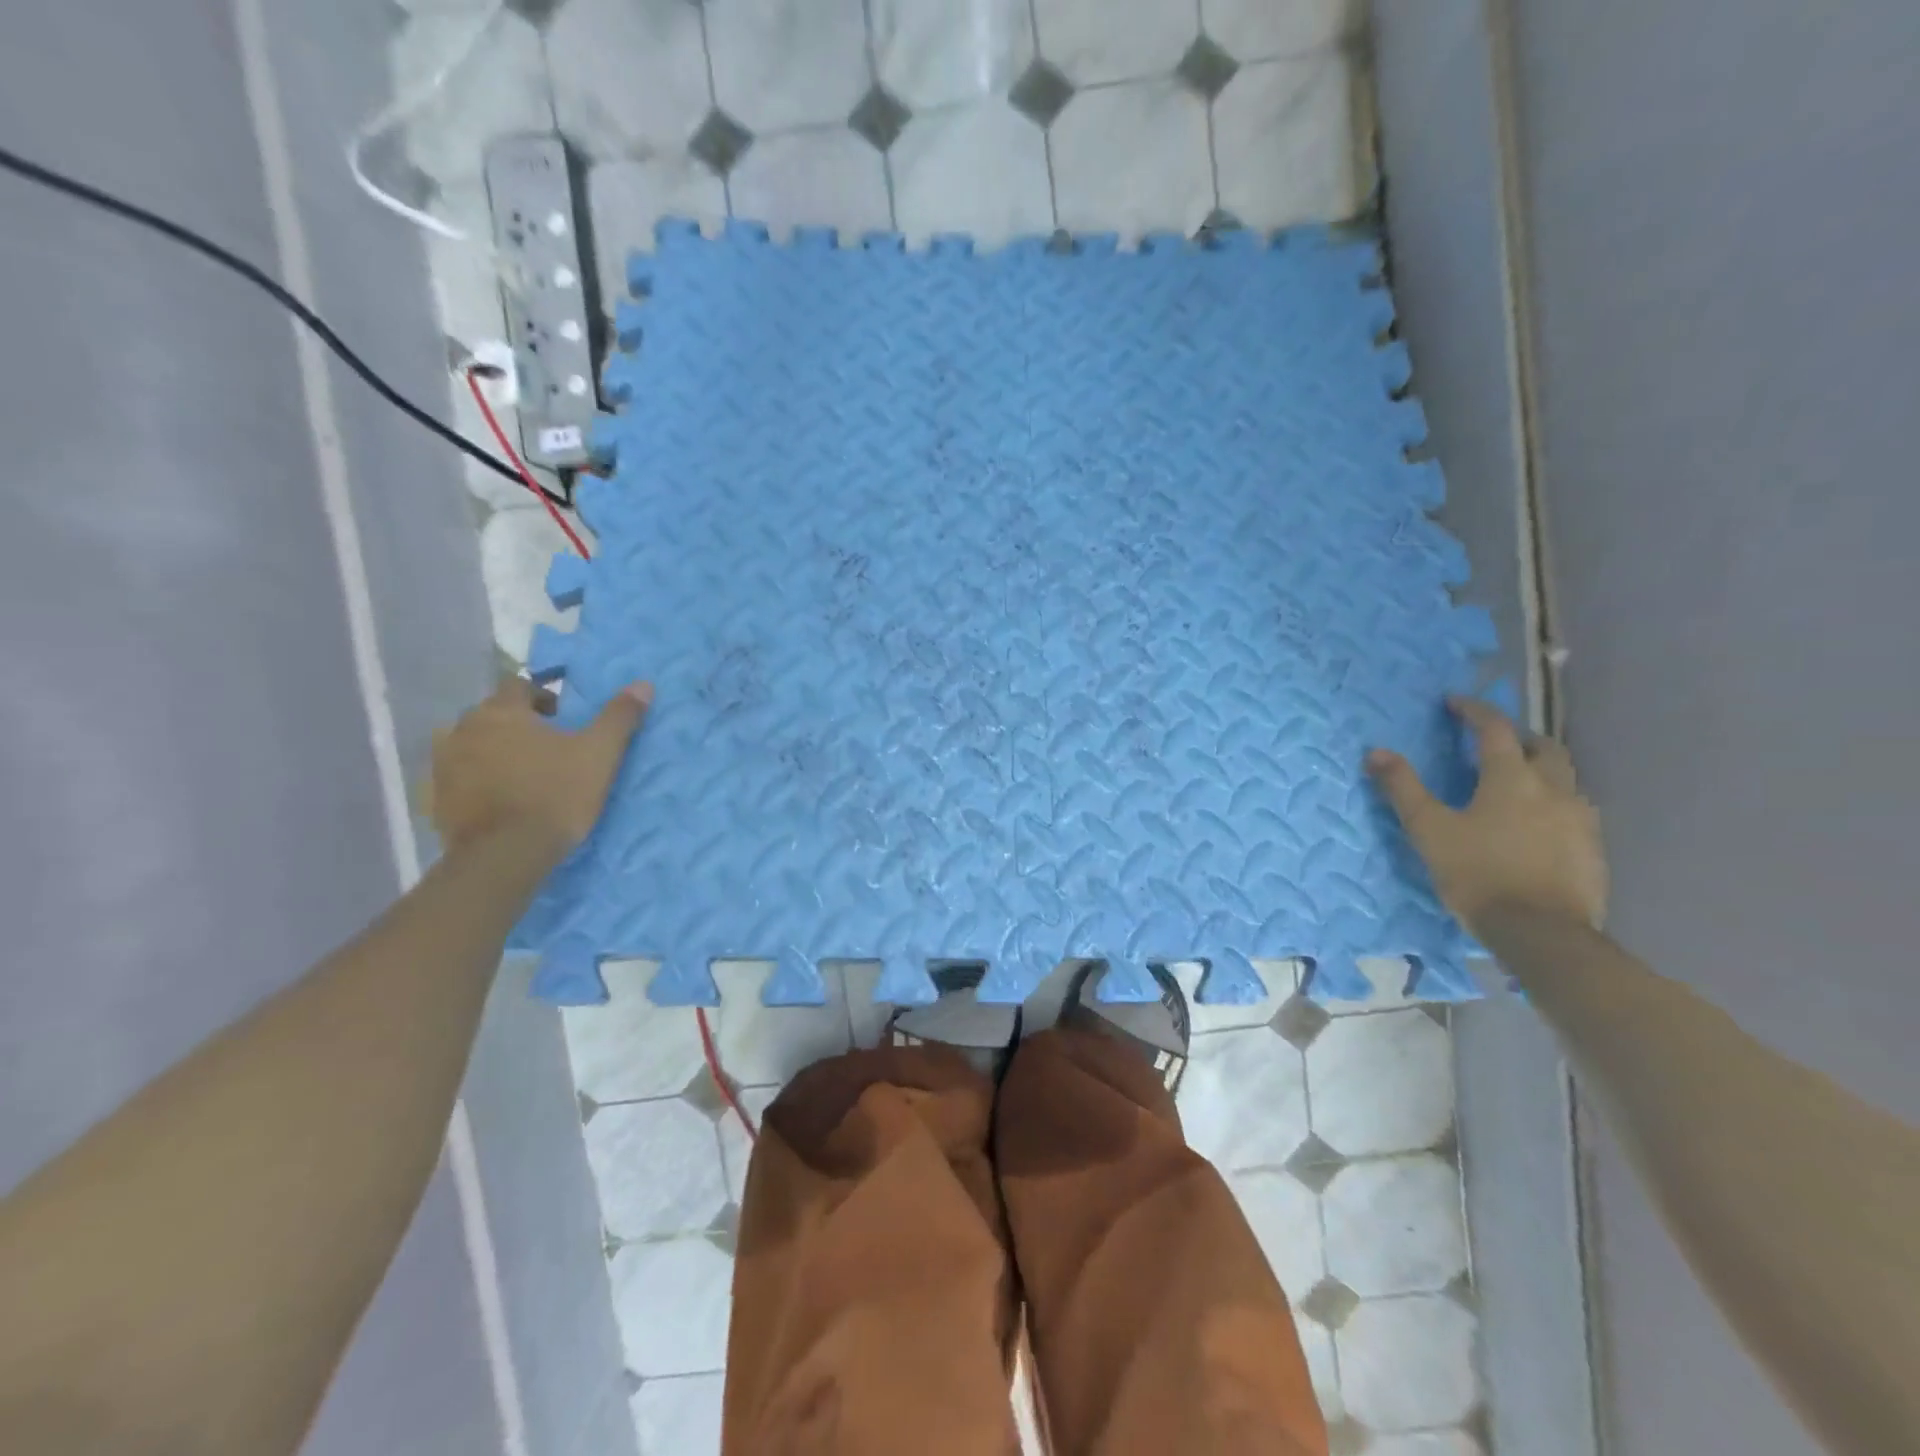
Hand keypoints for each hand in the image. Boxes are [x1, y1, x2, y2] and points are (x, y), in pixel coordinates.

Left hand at [428, 676, 652, 856]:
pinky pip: (458, 778)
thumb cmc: (556, 794)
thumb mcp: (599, 754)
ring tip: (521, 774)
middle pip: (492, 715)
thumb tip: (643, 684)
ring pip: (471, 745)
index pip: (518, 685)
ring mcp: (443, 765)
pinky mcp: (436, 799)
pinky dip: (476, 781)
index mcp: (501, 712)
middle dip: (517, 725)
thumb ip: (619, 716)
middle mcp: (463, 729)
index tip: (562, 718)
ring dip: (492, 751)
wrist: (506, 856)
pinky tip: (500, 800)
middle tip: (547, 748)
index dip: (542, 697)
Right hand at [1367, 697, 1606, 935]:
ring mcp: (1580, 819)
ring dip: (1539, 769)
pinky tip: (1536, 824)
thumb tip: (1376, 752)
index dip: (1474, 711)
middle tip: (1492, 741)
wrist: (1541, 932)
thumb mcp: (1429, 830)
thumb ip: (1404, 789)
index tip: (1454, 702)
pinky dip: (1552, 802)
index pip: (1495, 729)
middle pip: (1543, 746)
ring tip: (1514, 783)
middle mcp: (1553, 789)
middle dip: (1517, 736)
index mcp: (1512, 778)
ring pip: (1564, 778)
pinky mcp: (1593, 848)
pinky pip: (1574, 810)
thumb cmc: (1477, 874)